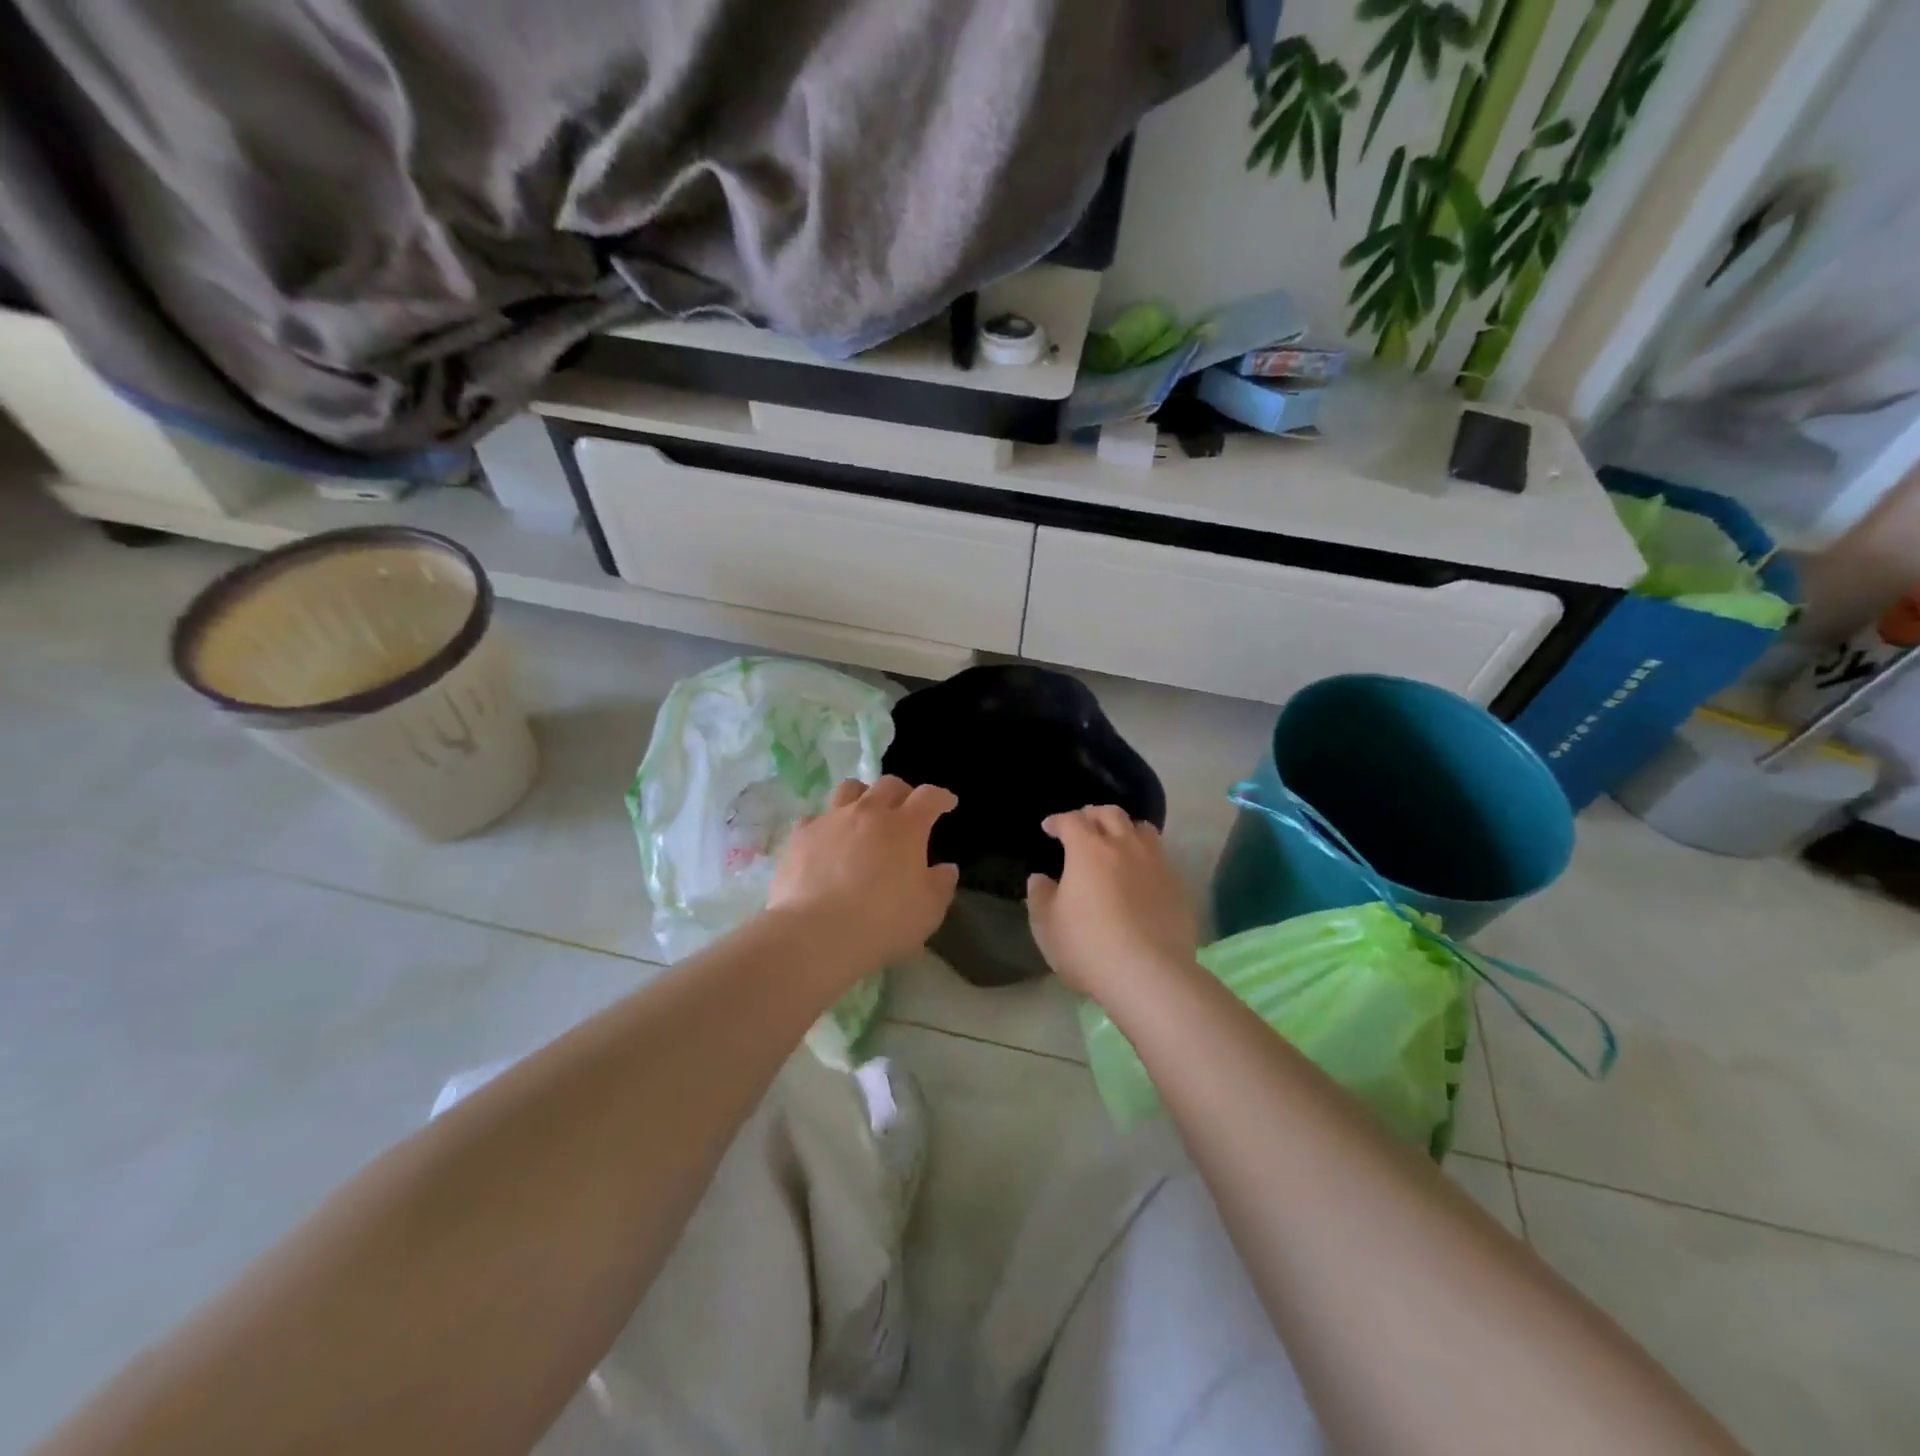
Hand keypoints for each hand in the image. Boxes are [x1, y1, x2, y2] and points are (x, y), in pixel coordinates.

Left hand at [768, 776, 959, 970]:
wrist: (817, 933)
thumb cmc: (882, 922)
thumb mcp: (928, 911)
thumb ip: (941, 885)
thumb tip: (945, 868)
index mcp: (905, 826)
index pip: (928, 797)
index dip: (940, 797)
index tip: (947, 803)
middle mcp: (869, 812)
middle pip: (889, 785)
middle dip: (903, 793)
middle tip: (906, 810)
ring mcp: (831, 820)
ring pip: (850, 789)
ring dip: (863, 796)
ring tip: (865, 815)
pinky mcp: (801, 835)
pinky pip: (815, 818)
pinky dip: (826, 825)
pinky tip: (826, 842)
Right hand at [1026, 806, 1196, 996]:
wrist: (1149, 974)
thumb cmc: (1088, 947)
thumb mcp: (1047, 926)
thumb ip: (1040, 896)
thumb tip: (1040, 878)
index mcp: (1088, 850)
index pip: (1071, 820)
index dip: (1058, 820)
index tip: (1050, 827)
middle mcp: (1124, 846)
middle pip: (1110, 814)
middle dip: (1093, 815)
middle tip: (1084, 825)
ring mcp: (1156, 864)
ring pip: (1143, 830)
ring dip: (1126, 830)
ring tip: (1118, 843)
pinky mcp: (1178, 886)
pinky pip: (1161, 859)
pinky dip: (1147, 858)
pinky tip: (1142, 876)